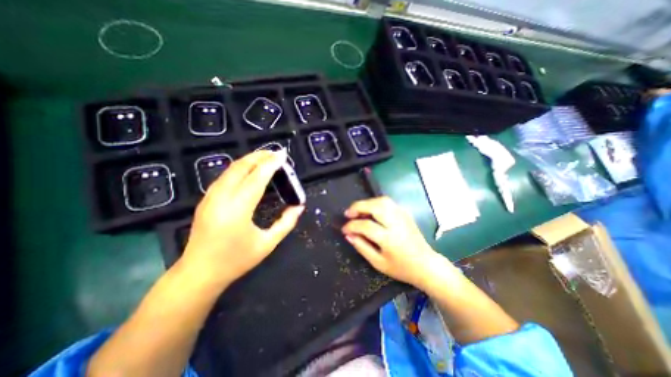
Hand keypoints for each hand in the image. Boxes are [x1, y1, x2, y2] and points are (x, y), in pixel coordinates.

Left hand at [179, 151, 302, 288]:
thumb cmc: (236, 261)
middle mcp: (221, 198)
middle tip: (275, 153)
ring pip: (230, 169)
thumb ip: (286, 223)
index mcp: (238, 210)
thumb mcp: (267, 244)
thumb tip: (299, 207)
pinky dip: (240, 168)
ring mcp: (210, 197)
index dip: (271, 164)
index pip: (257, 178)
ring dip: (249, 160)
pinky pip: (225, 176)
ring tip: (265, 158)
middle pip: (241, 167)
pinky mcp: (206, 199)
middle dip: (259, 156)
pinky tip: (249, 170)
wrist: (198, 273)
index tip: (282, 154)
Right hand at [342, 195, 455, 285]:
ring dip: (367, 203)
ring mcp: (402, 216)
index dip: (351, 226)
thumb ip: (362, 247)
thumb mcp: (378, 263)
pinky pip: (388, 202)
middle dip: (358, 207)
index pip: (365, 226)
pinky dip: (376, 203)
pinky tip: (372, 211)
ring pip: (382, 201)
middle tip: (348, 214)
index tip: (344, 229)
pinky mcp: (406, 213)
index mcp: (389, 239)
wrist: (426, 265)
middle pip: (374, 206)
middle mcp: (396, 223)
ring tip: (358, 211)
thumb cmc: (401, 268)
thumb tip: (348, 235)